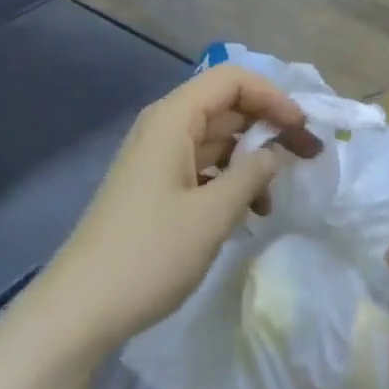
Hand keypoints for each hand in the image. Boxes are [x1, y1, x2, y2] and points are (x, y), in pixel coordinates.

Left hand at [41, 65, 321, 354]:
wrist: (81, 308)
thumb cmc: (149, 254)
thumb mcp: (212, 214)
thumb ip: (251, 175)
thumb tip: (273, 154)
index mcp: (173, 118)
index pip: (232, 80)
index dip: (272, 96)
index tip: (302, 129)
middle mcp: (164, 127)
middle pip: (226, 106)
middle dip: (269, 126)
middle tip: (308, 156)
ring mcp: (158, 158)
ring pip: (217, 138)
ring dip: (251, 159)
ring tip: (276, 196)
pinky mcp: (156, 186)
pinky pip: (202, 166)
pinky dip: (229, 180)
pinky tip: (248, 212)